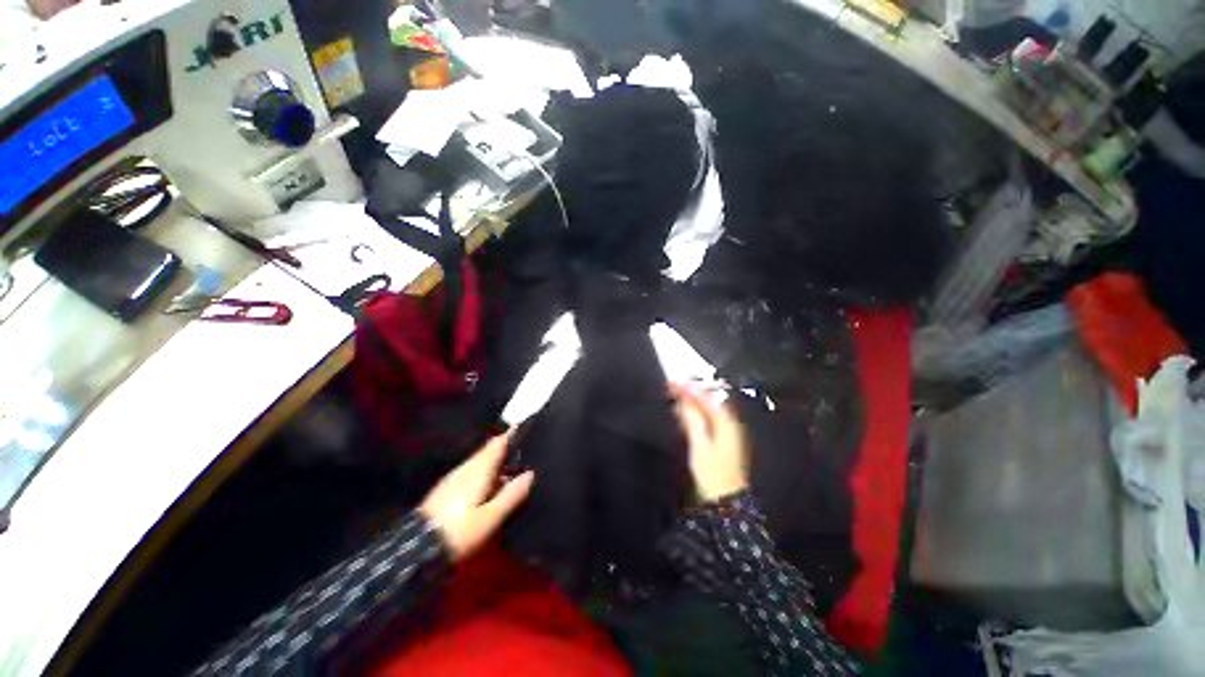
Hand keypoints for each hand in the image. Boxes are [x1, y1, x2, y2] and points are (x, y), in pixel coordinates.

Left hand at [419, 433, 534, 560]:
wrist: (416, 551)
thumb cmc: (458, 531)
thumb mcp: (490, 517)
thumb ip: (512, 494)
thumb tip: (531, 473)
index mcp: (478, 469)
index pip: (498, 443)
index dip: (512, 434)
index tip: (527, 428)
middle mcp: (466, 468)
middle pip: (489, 452)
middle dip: (507, 450)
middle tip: (527, 453)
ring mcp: (454, 478)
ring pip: (481, 463)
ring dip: (497, 464)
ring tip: (515, 471)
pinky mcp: (447, 490)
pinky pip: (473, 474)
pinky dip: (486, 474)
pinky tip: (493, 488)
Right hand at [670, 383, 749, 502]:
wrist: (725, 502)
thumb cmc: (713, 475)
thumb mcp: (700, 446)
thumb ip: (693, 421)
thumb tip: (685, 401)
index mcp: (725, 423)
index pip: (706, 398)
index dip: (689, 388)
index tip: (672, 382)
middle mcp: (728, 424)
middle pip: (708, 401)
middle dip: (690, 393)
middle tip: (671, 387)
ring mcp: (725, 433)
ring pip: (706, 410)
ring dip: (691, 403)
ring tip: (674, 396)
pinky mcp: (719, 442)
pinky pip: (705, 420)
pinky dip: (693, 414)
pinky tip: (683, 415)